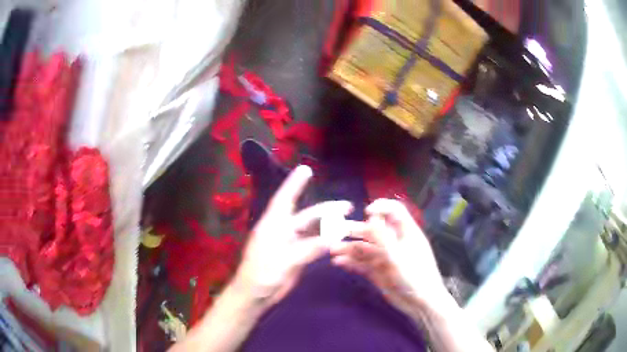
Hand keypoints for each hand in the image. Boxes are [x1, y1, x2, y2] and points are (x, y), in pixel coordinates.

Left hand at [232, 165, 352, 308]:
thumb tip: (332, 238)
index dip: (295, 184)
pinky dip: (325, 242)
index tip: (306, 169)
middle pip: (307, 216)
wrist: (255, 295)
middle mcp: (283, 230)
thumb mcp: (284, 261)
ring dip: (329, 226)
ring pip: (313, 231)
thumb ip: (308, 249)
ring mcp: (290, 244)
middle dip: (327, 210)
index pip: (285, 199)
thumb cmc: (262, 274)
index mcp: (274, 225)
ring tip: (347, 222)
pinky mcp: (295, 257)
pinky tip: (336, 239)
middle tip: (347, 207)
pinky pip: (313, 245)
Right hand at [330, 199, 447, 315]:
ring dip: (349, 247)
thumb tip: (370, 218)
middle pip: (374, 230)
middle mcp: (394, 242)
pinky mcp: (378, 272)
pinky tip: (339, 262)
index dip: (381, 207)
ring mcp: (385, 258)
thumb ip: (383, 237)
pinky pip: (362, 263)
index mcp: (406, 232)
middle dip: (356, 229)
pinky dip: (351, 262)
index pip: (394, 211)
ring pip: (365, 248)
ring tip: (333, 250)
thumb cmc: (415, 276)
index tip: (366, 212)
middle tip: (335, 231)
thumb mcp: (399, 256)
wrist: (420, 304)